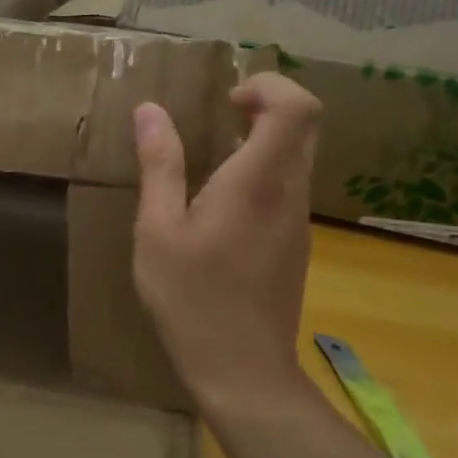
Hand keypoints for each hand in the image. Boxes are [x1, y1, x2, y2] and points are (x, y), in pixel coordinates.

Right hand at [131, 73, 321, 421]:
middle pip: (307, 125)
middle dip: (268, 105)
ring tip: (212, 157)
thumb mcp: (158, 230)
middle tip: (221, 116)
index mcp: (259, 183)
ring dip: (264, 139)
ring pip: (300, 156)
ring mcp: (299, 221)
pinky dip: (263, 171)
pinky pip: (289, 187)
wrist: (242, 371)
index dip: (268, 86)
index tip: (226, 100)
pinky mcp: (296, 244)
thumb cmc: (191, 298)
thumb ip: (160, 166)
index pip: (297, 108)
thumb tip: (150, 111)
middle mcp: (290, 193)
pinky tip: (220, 204)